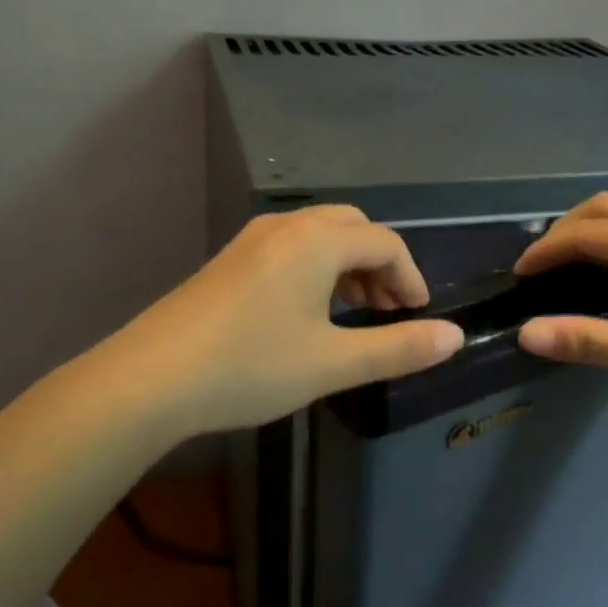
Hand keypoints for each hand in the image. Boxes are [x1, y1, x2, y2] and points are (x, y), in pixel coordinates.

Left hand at [109, 206, 463, 436]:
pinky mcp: (229, 261)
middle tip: (389, 310)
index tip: (420, 317)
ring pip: (318, 236)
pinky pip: (289, 249)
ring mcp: (251, 240)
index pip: (385, 243)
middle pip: (352, 228)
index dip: (412, 278)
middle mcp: (286, 227)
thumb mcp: (334, 363)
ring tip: (355, 312)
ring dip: (348, 266)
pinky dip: (316, 270)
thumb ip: (399, 348)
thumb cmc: (252, 366)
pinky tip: (307, 313)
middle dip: (381, 265)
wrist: (151, 379)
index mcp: (317, 240)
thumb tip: (455, 337)